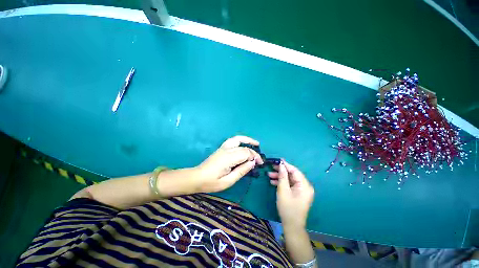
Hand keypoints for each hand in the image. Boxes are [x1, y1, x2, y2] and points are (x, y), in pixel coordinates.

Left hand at [195, 136, 263, 192]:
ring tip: (256, 143)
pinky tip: (245, 144)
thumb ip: (241, 171)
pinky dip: (241, 140)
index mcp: (228, 158)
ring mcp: (223, 147)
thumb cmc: (211, 182)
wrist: (197, 177)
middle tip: (259, 159)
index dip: (255, 157)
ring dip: (247, 140)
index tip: (260, 164)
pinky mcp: (221, 148)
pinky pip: (233, 140)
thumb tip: (252, 163)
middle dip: (253, 152)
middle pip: (243, 147)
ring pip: (238, 139)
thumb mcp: (228, 181)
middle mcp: (227, 150)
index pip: (246, 153)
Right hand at [268, 160, 313, 229]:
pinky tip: (273, 182)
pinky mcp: (298, 193)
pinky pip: (290, 185)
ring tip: (269, 175)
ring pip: (290, 179)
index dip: (286, 165)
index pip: (295, 171)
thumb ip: (282, 176)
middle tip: (271, 167)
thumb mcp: (283, 191)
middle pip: (292, 174)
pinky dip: (282, 183)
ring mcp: (301, 190)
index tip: (277, 160)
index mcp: (304, 185)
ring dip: (280, 177)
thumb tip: (281, 165)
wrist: (292, 226)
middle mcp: (305, 186)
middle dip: (281, 171)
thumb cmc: (288, 208)